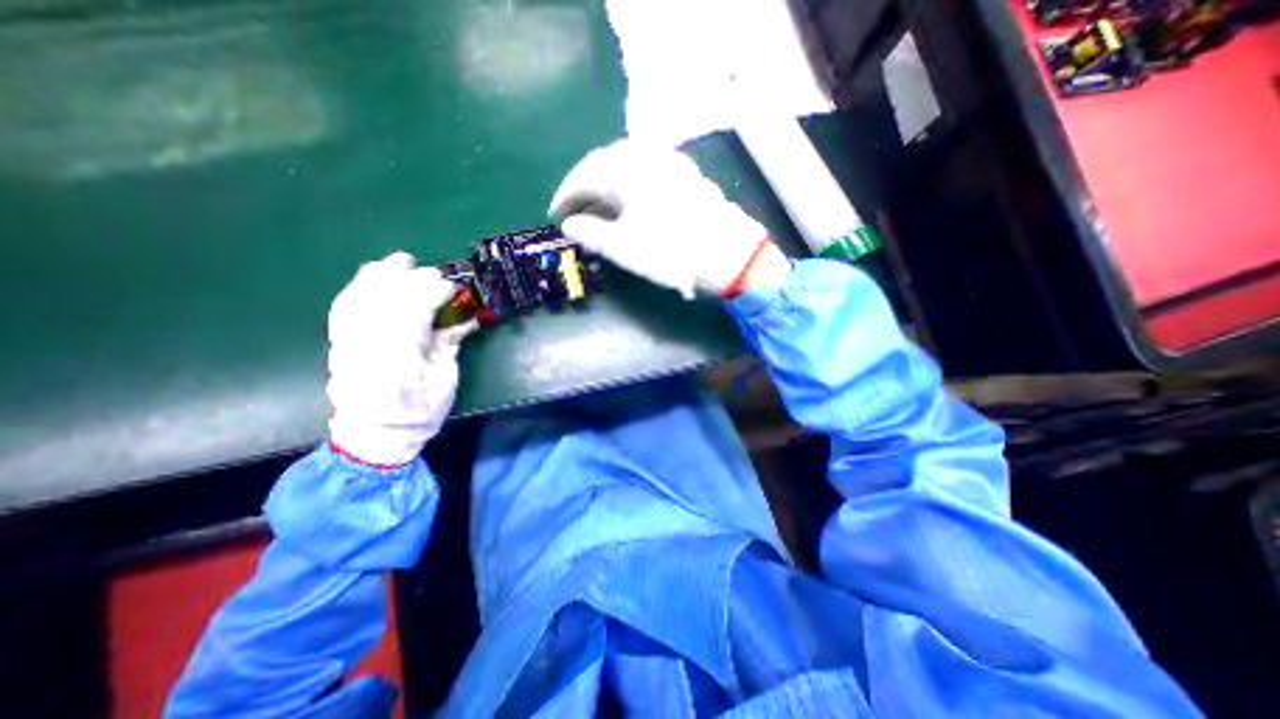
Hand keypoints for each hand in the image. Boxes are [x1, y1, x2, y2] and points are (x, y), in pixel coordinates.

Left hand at [324, 254, 474, 464]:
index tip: (453, 285)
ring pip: (359, 297)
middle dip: (412, 279)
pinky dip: (358, 287)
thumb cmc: (421, 410)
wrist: (377, 433)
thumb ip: (450, 342)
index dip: (434, 292)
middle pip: (385, 299)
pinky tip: (371, 277)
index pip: (413, 312)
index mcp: (401, 358)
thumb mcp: (445, 378)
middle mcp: (368, 345)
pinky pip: (343, 306)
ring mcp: (347, 342)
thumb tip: (467, 315)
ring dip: (381, 275)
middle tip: (435, 272)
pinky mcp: (339, 342)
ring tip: (401, 261)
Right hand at [551, 139, 790, 296]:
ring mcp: (669, 162)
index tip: (554, 214)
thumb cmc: (668, 251)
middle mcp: (646, 155)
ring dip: (607, 186)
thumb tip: (569, 225)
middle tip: (574, 212)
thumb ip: (589, 233)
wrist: (723, 253)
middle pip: (604, 165)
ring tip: (598, 210)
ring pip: (627, 167)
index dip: (565, 195)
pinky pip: (647, 173)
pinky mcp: (684, 175)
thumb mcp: (622, 247)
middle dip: (585, 188)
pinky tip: (628, 202)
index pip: (584, 175)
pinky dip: (630, 186)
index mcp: (626, 169)